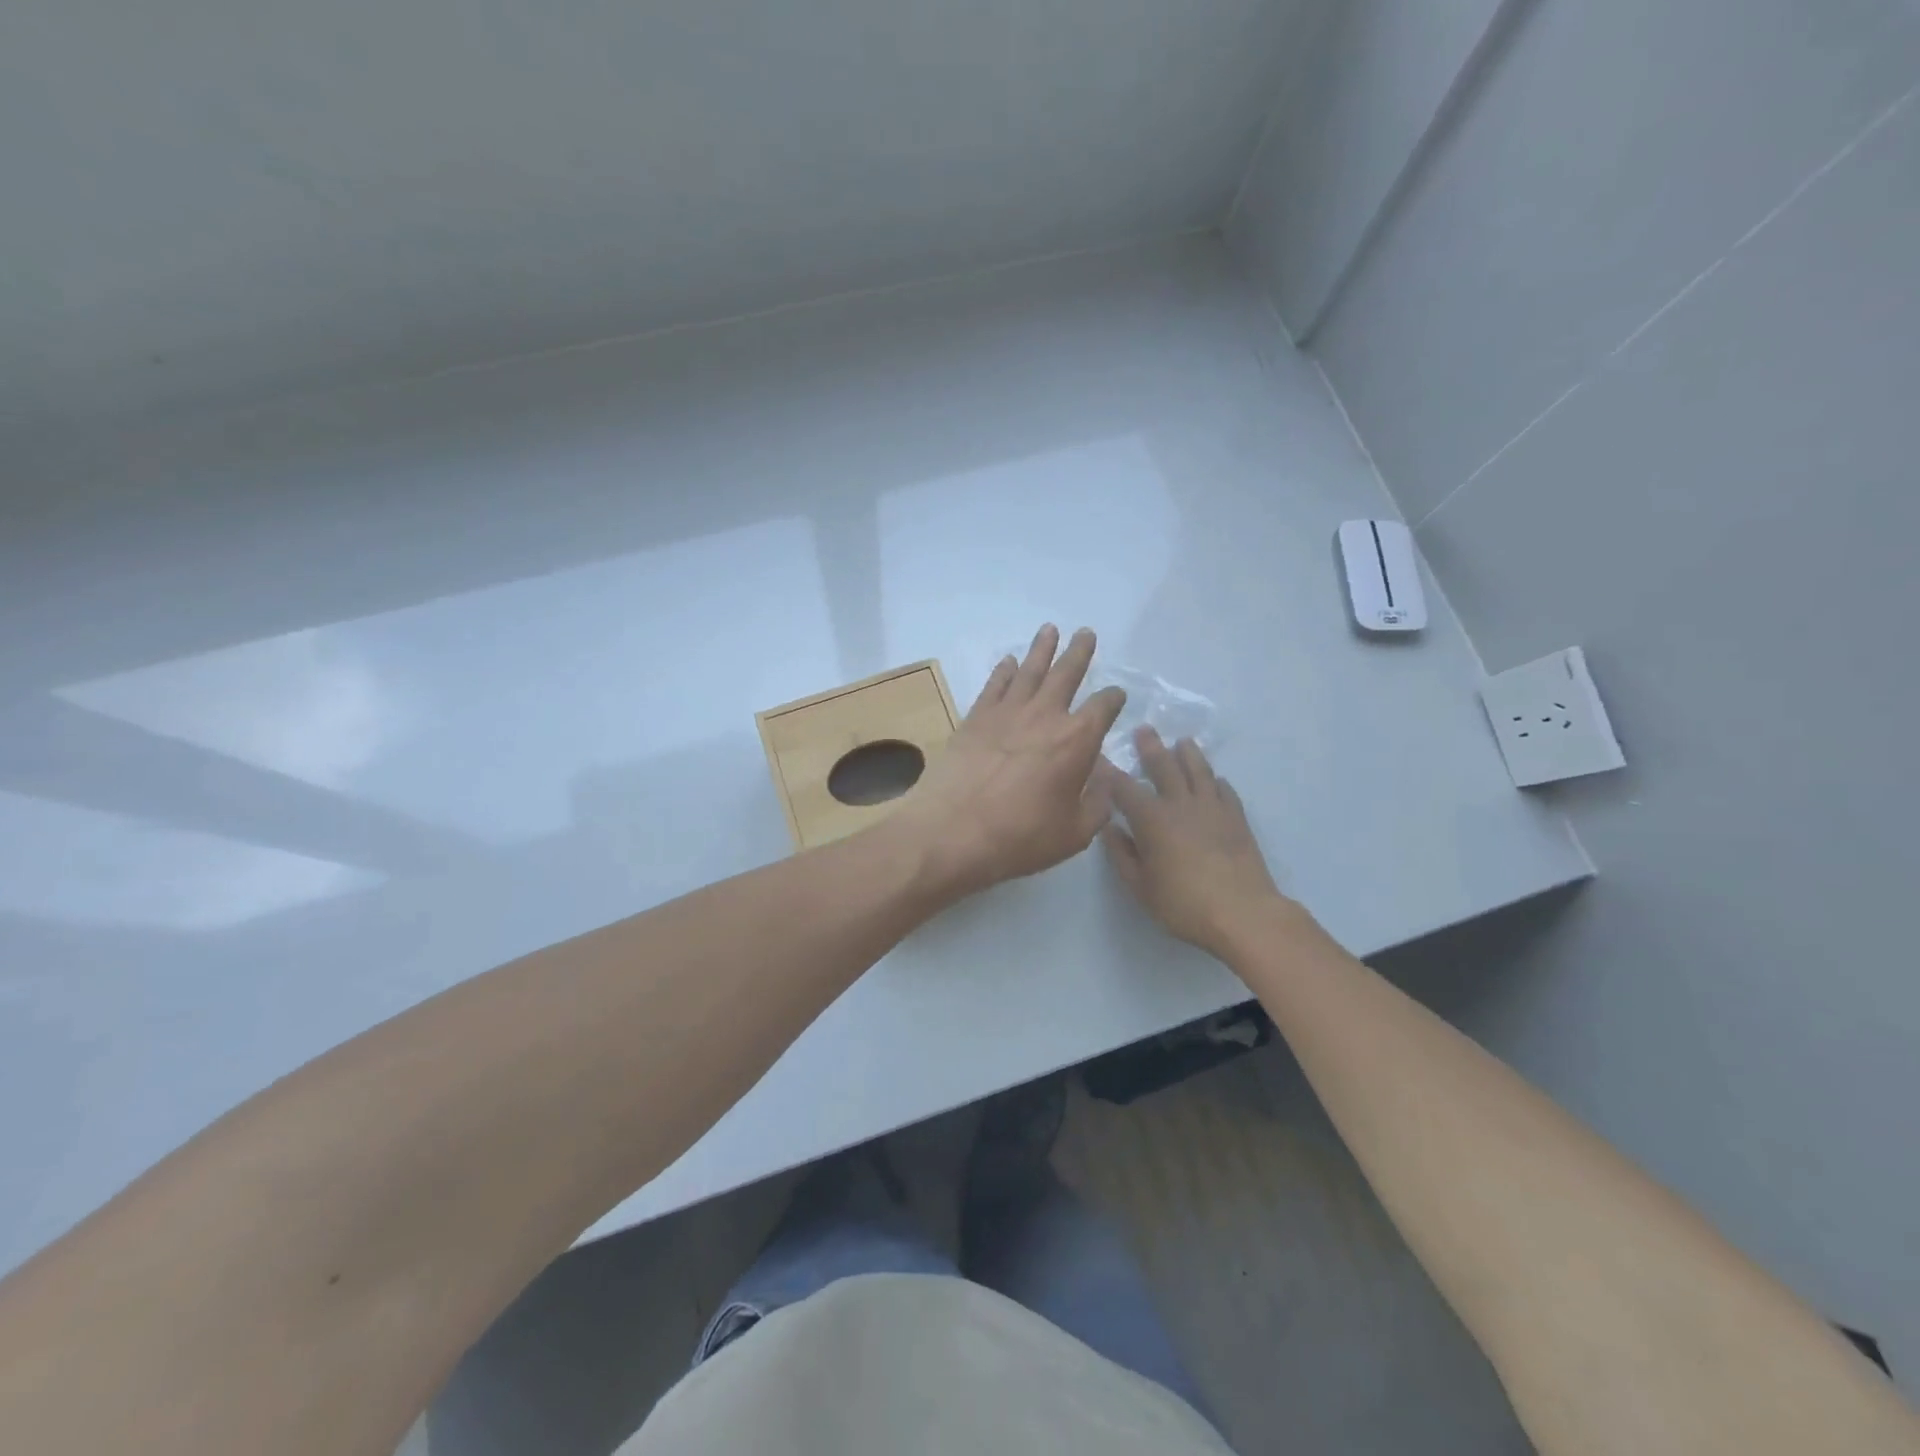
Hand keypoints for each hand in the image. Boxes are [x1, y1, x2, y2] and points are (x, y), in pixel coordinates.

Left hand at [894, 625, 1126, 897]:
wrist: (953, 831)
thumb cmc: (1021, 837)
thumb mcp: (1075, 833)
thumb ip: (1097, 803)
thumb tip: (1104, 780)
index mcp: (1077, 740)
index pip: (1104, 707)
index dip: (1114, 698)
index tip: (1116, 695)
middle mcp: (1045, 715)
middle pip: (1067, 674)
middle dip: (1079, 652)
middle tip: (1085, 633)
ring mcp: (1007, 712)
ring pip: (1030, 670)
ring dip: (1042, 649)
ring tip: (1050, 629)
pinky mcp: (975, 718)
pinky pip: (994, 685)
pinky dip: (1003, 671)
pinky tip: (1008, 661)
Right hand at [1103, 728, 1297, 958]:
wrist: (1242, 913)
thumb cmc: (1183, 903)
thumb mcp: (1140, 886)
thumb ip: (1121, 854)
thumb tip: (1109, 828)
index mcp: (1151, 819)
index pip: (1124, 787)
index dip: (1109, 771)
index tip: (1099, 757)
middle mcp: (1180, 804)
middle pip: (1164, 767)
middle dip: (1151, 747)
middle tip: (1144, 729)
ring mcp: (1212, 808)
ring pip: (1198, 770)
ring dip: (1188, 754)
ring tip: (1183, 741)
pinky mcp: (1236, 818)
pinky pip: (1225, 790)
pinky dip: (1216, 780)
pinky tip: (1215, 779)